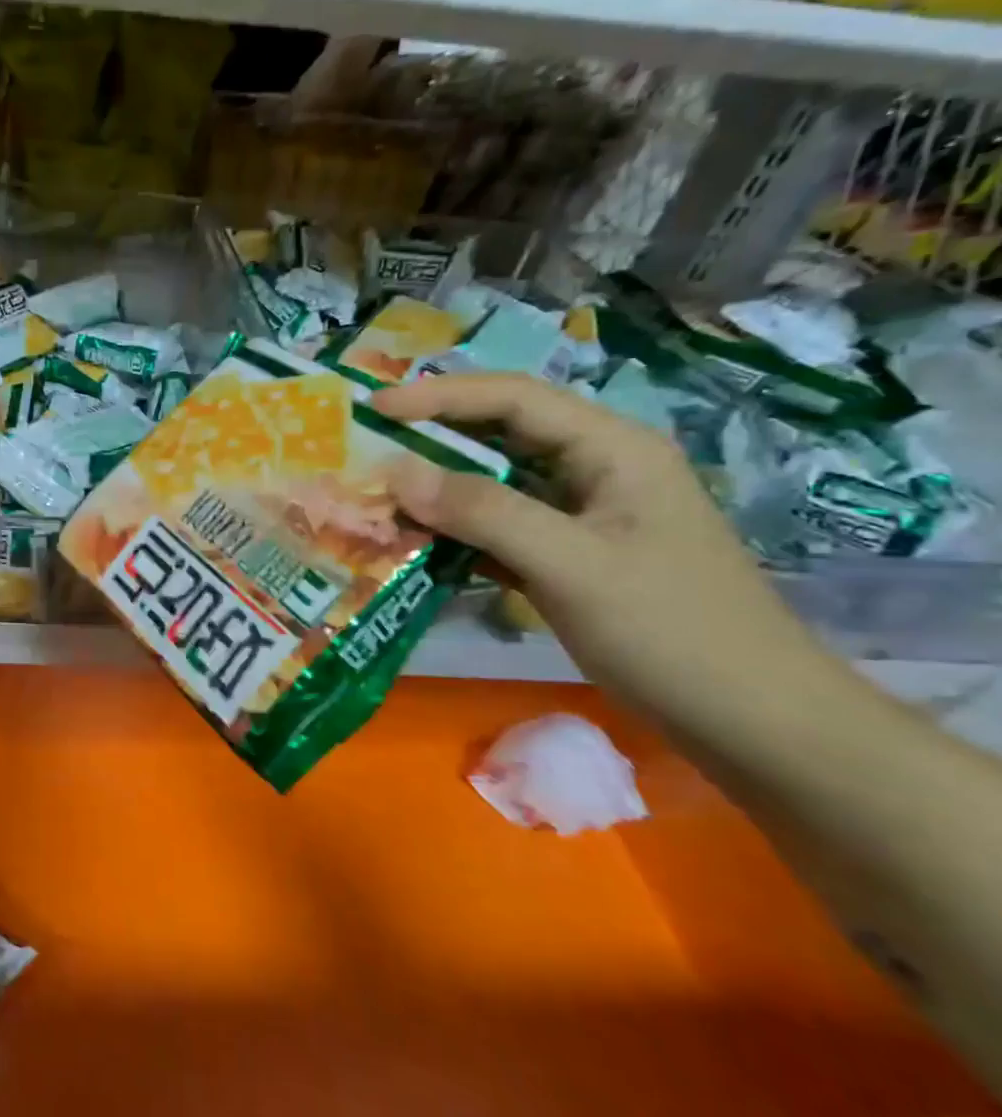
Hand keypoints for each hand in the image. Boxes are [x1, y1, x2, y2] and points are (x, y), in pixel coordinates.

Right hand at [373, 373, 848, 743]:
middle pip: (501, 433)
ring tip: (378, 495)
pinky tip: (417, 543)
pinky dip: (457, 531)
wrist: (751, 720)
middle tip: (366, 447)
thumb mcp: (571, 564)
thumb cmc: (670, 630)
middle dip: (432, 437)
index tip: (373, 409)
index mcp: (611, 449)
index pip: (513, 399)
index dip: (440, 397)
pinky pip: (499, 527)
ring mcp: (582, 515)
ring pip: (495, 483)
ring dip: (439, 488)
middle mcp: (595, 469)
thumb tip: (395, 472)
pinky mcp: (569, 555)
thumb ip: (482, 512)